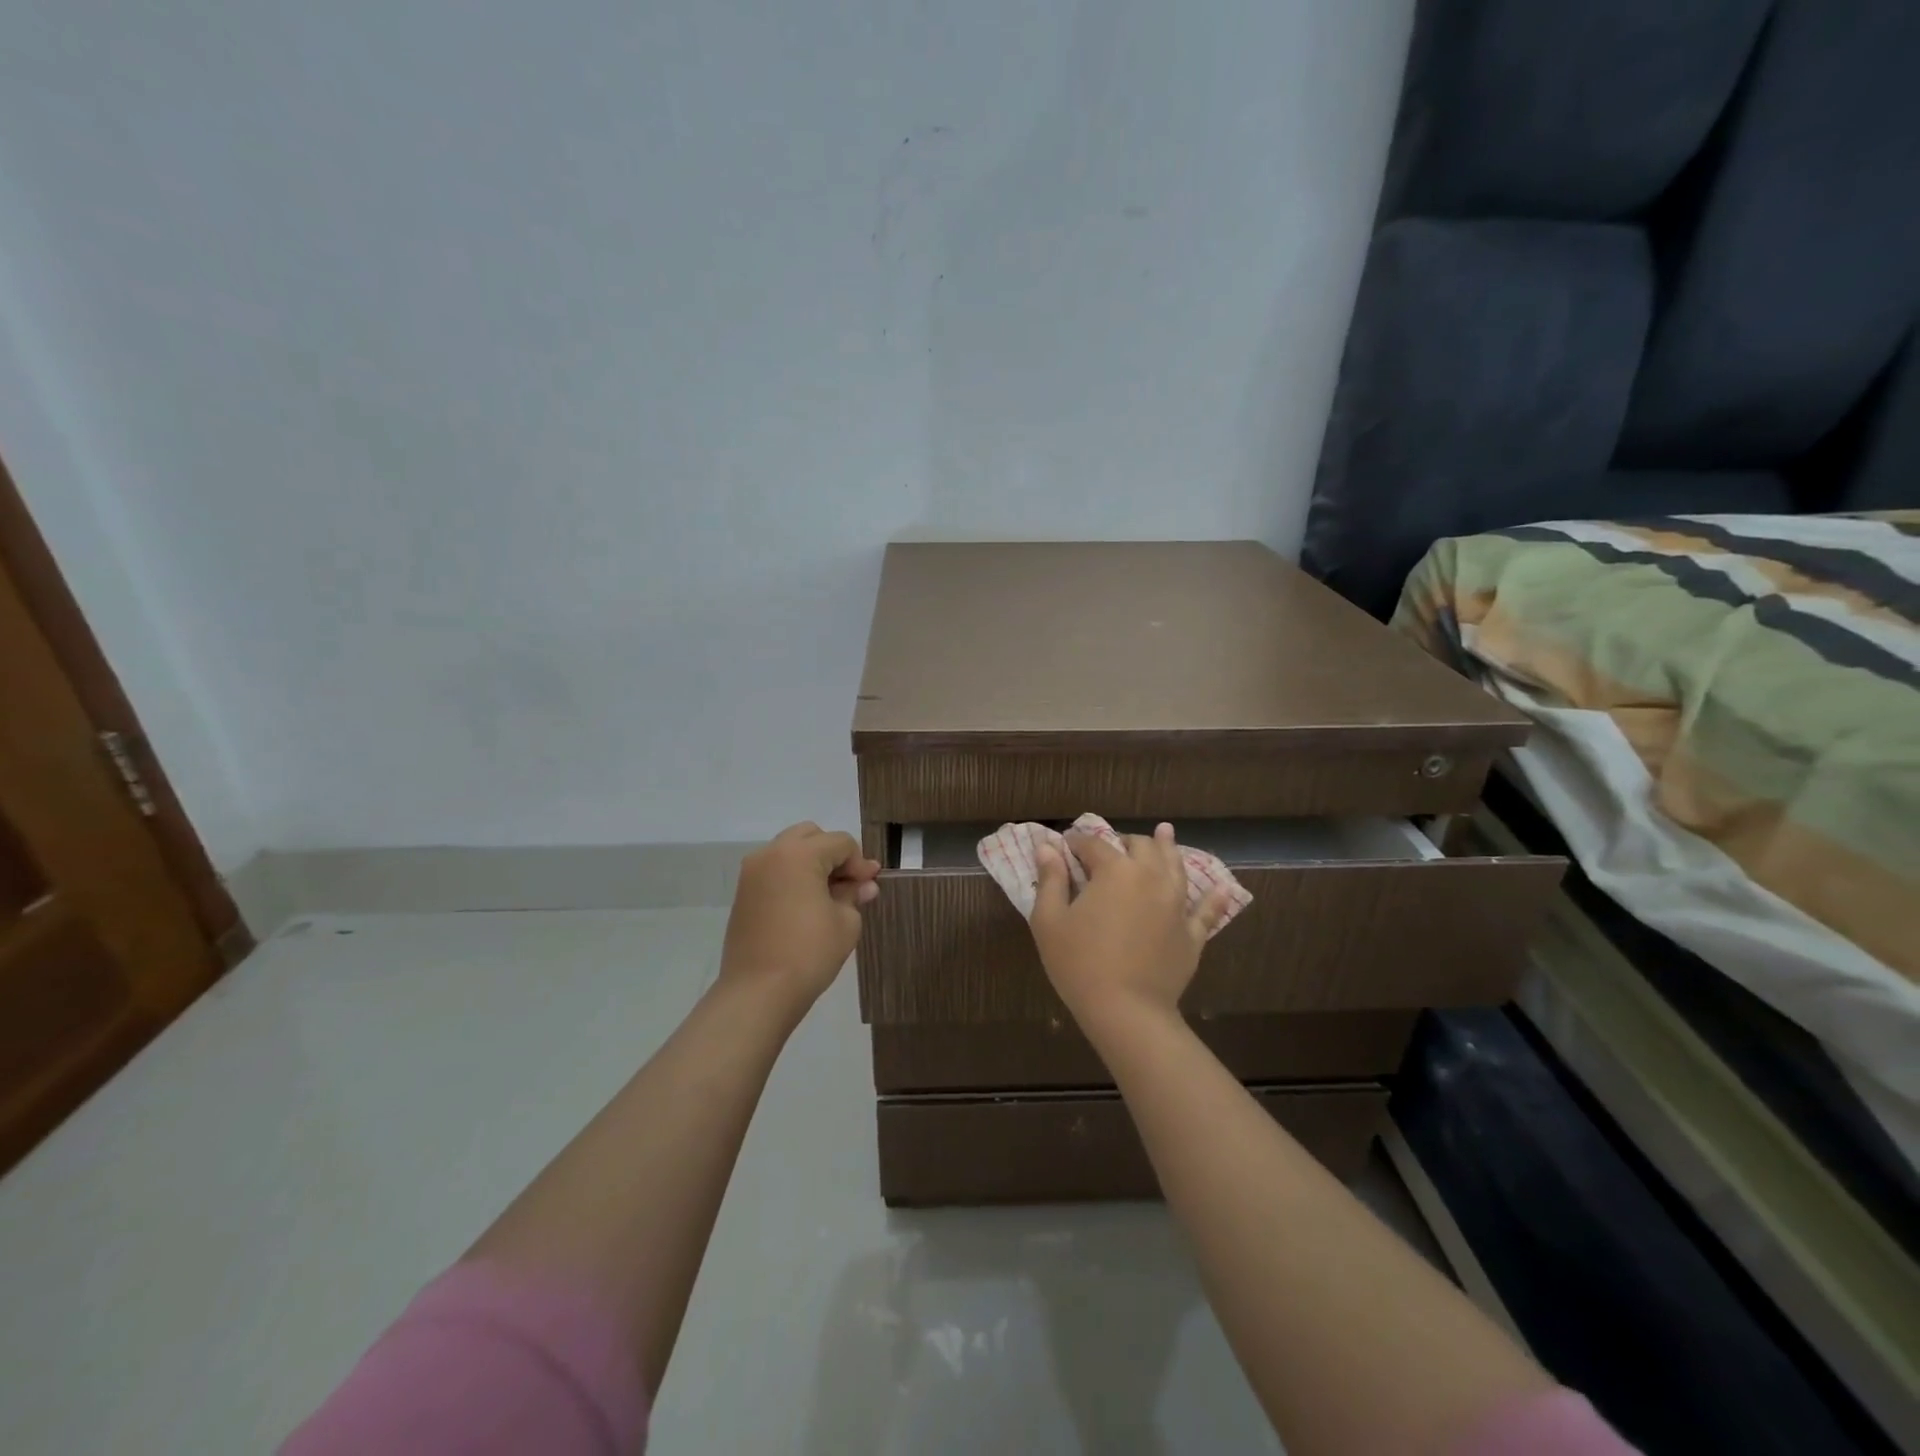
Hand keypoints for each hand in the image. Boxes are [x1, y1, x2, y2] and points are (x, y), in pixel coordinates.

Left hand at [719, 823, 879, 1013]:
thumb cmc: (809, 953)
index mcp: (799, 854)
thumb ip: (854, 894)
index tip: (869, 887)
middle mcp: (771, 853)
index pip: (840, 843)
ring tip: (829, 895)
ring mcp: (752, 872)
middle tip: (849, 884)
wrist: (758, 992)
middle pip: (811, 836)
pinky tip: (806, 904)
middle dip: (833, 854)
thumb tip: (864, 884)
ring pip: (790, 851)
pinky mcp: (743, 893)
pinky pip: (774, 870)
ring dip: (812, 864)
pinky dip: (793, 877)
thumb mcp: (845, 922)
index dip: (860, 863)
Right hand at [1030, 823, 1232, 1022]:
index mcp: (1115, 870)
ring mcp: (1176, 904)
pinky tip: (1223, 889)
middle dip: (1122, 842)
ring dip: (1167, 847)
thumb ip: (1050, 880)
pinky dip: (1214, 898)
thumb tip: (1046, 848)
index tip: (1064, 847)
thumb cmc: (1080, 964)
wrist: (1127, 1012)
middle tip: (1108, 849)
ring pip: (1175, 866)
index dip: (1076, 843)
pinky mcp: (1192, 933)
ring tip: (1165, 833)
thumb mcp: (1050, 921)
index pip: (1093, 845)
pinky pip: (1207, 911)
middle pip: (1140, 846)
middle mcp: (1151, 877)